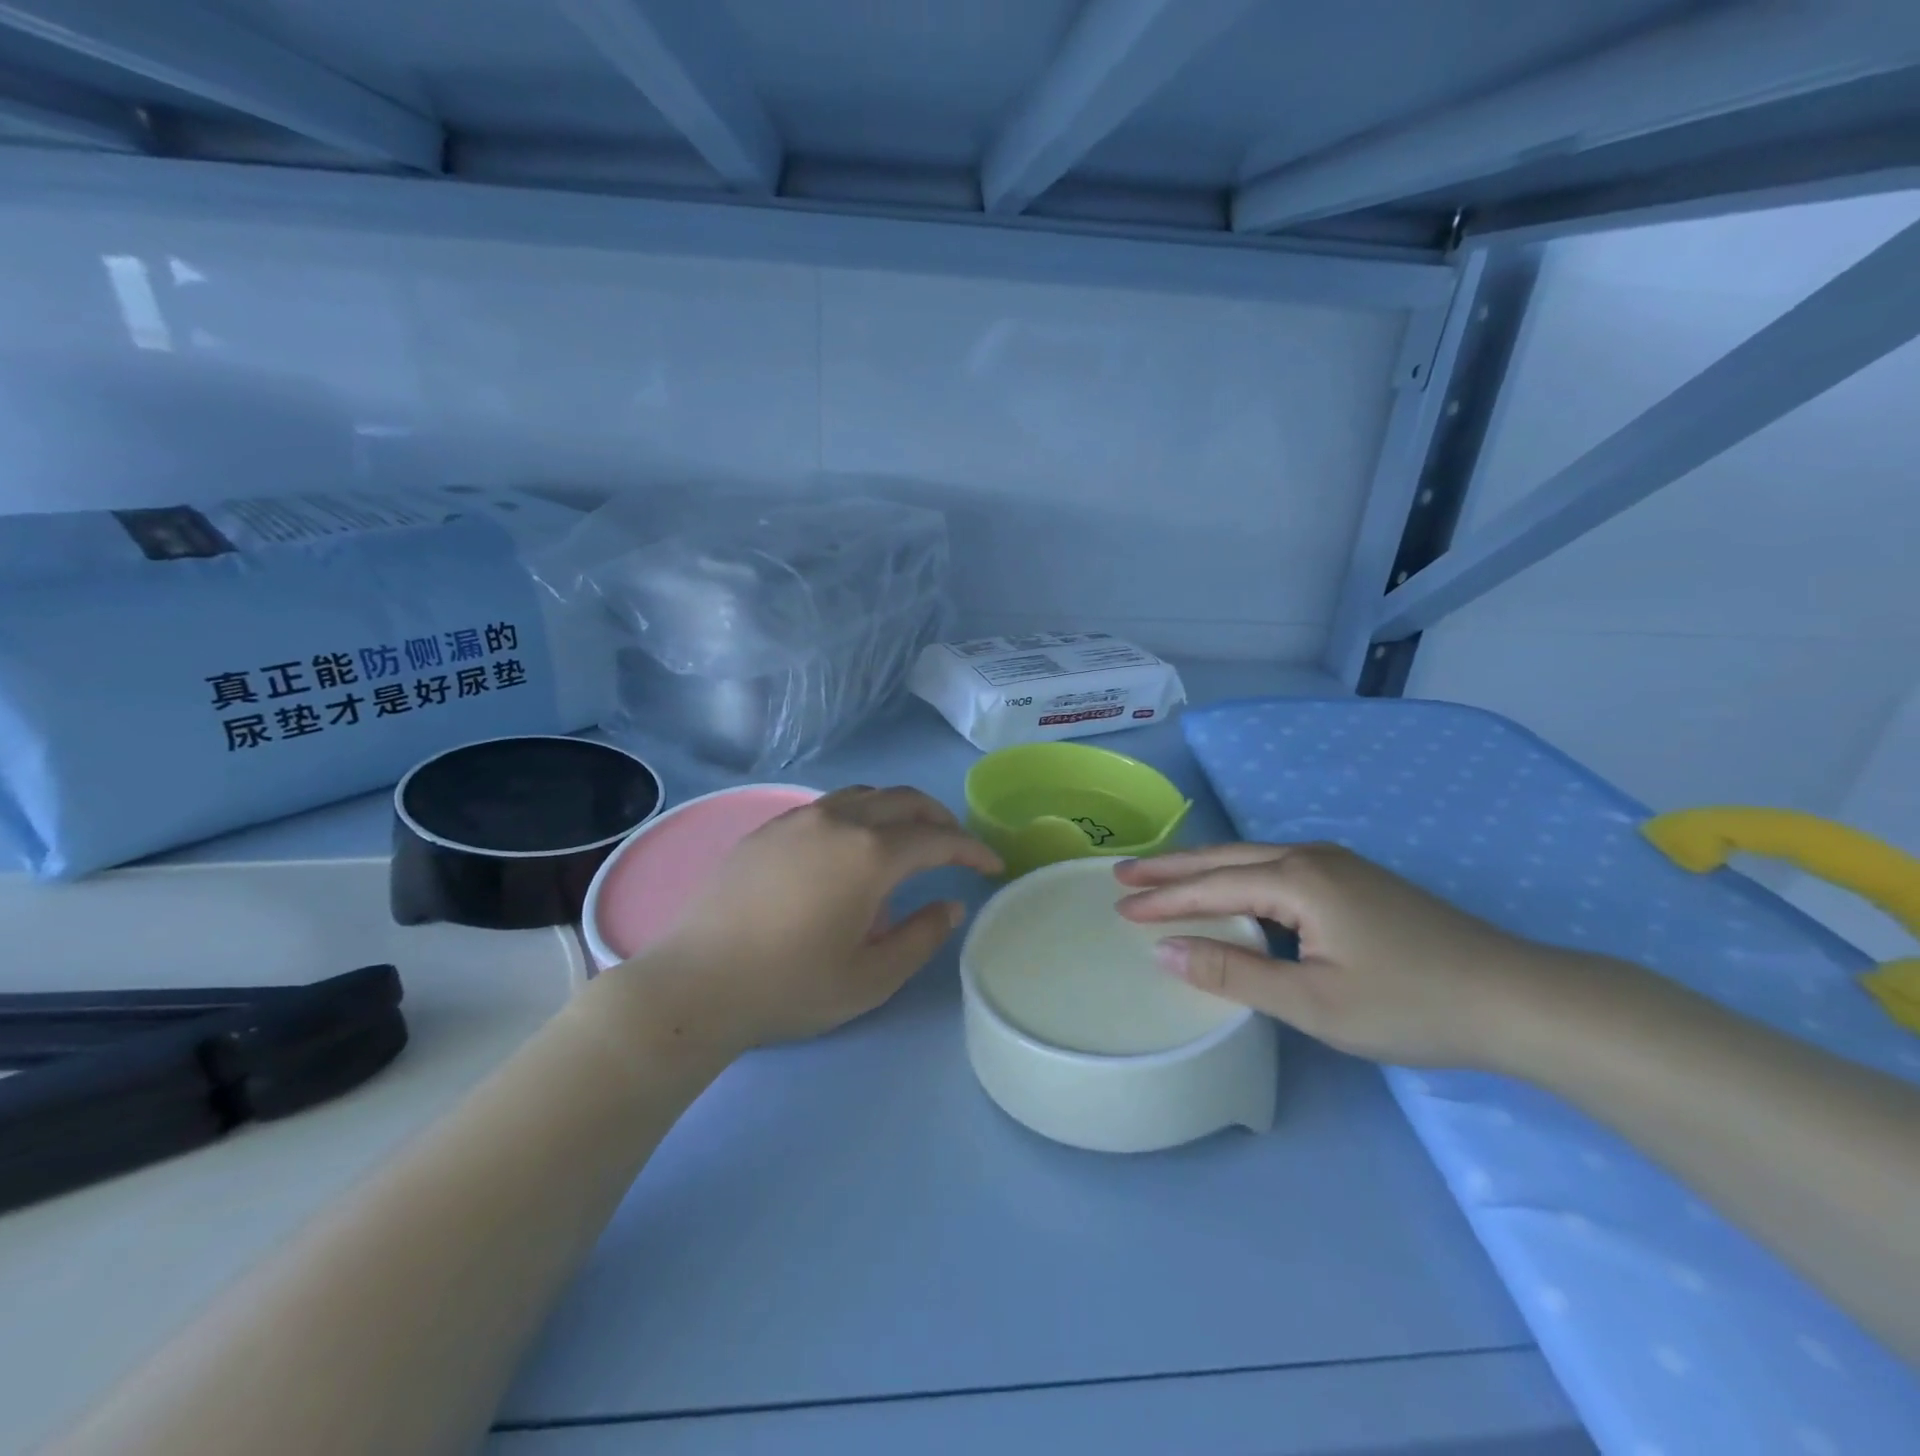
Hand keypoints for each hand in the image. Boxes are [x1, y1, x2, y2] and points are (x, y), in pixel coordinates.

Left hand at [622, 786, 1001, 1051]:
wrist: (695, 984)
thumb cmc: (790, 986)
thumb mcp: (872, 977)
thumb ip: (922, 936)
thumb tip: (951, 904)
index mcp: (870, 854)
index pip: (939, 838)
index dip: (972, 849)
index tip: (992, 865)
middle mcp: (839, 820)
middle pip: (905, 800)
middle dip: (940, 819)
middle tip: (956, 847)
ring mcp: (799, 818)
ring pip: (866, 795)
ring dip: (899, 810)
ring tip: (908, 840)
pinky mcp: (769, 827)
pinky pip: (830, 805)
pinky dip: (860, 814)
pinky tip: (851, 847)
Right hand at [1114, 843, 1571, 1068]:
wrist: (1517, 999)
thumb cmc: (1409, 1004)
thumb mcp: (1313, 1001)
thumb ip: (1234, 973)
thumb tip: (1166, 952)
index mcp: (1297, 879)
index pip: (1211, 886)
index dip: (1163, 899)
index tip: (1119, 907)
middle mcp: (1311, 856)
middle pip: (1225, 857)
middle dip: (1171, 867)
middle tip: (1123, 874)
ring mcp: (1338, 864)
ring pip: (1252, 858)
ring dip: (1204, 869)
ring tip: (1162, 877)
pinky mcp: (1356, 879)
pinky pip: (1277, 868)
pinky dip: (1237, 876)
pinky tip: (1231, 889)